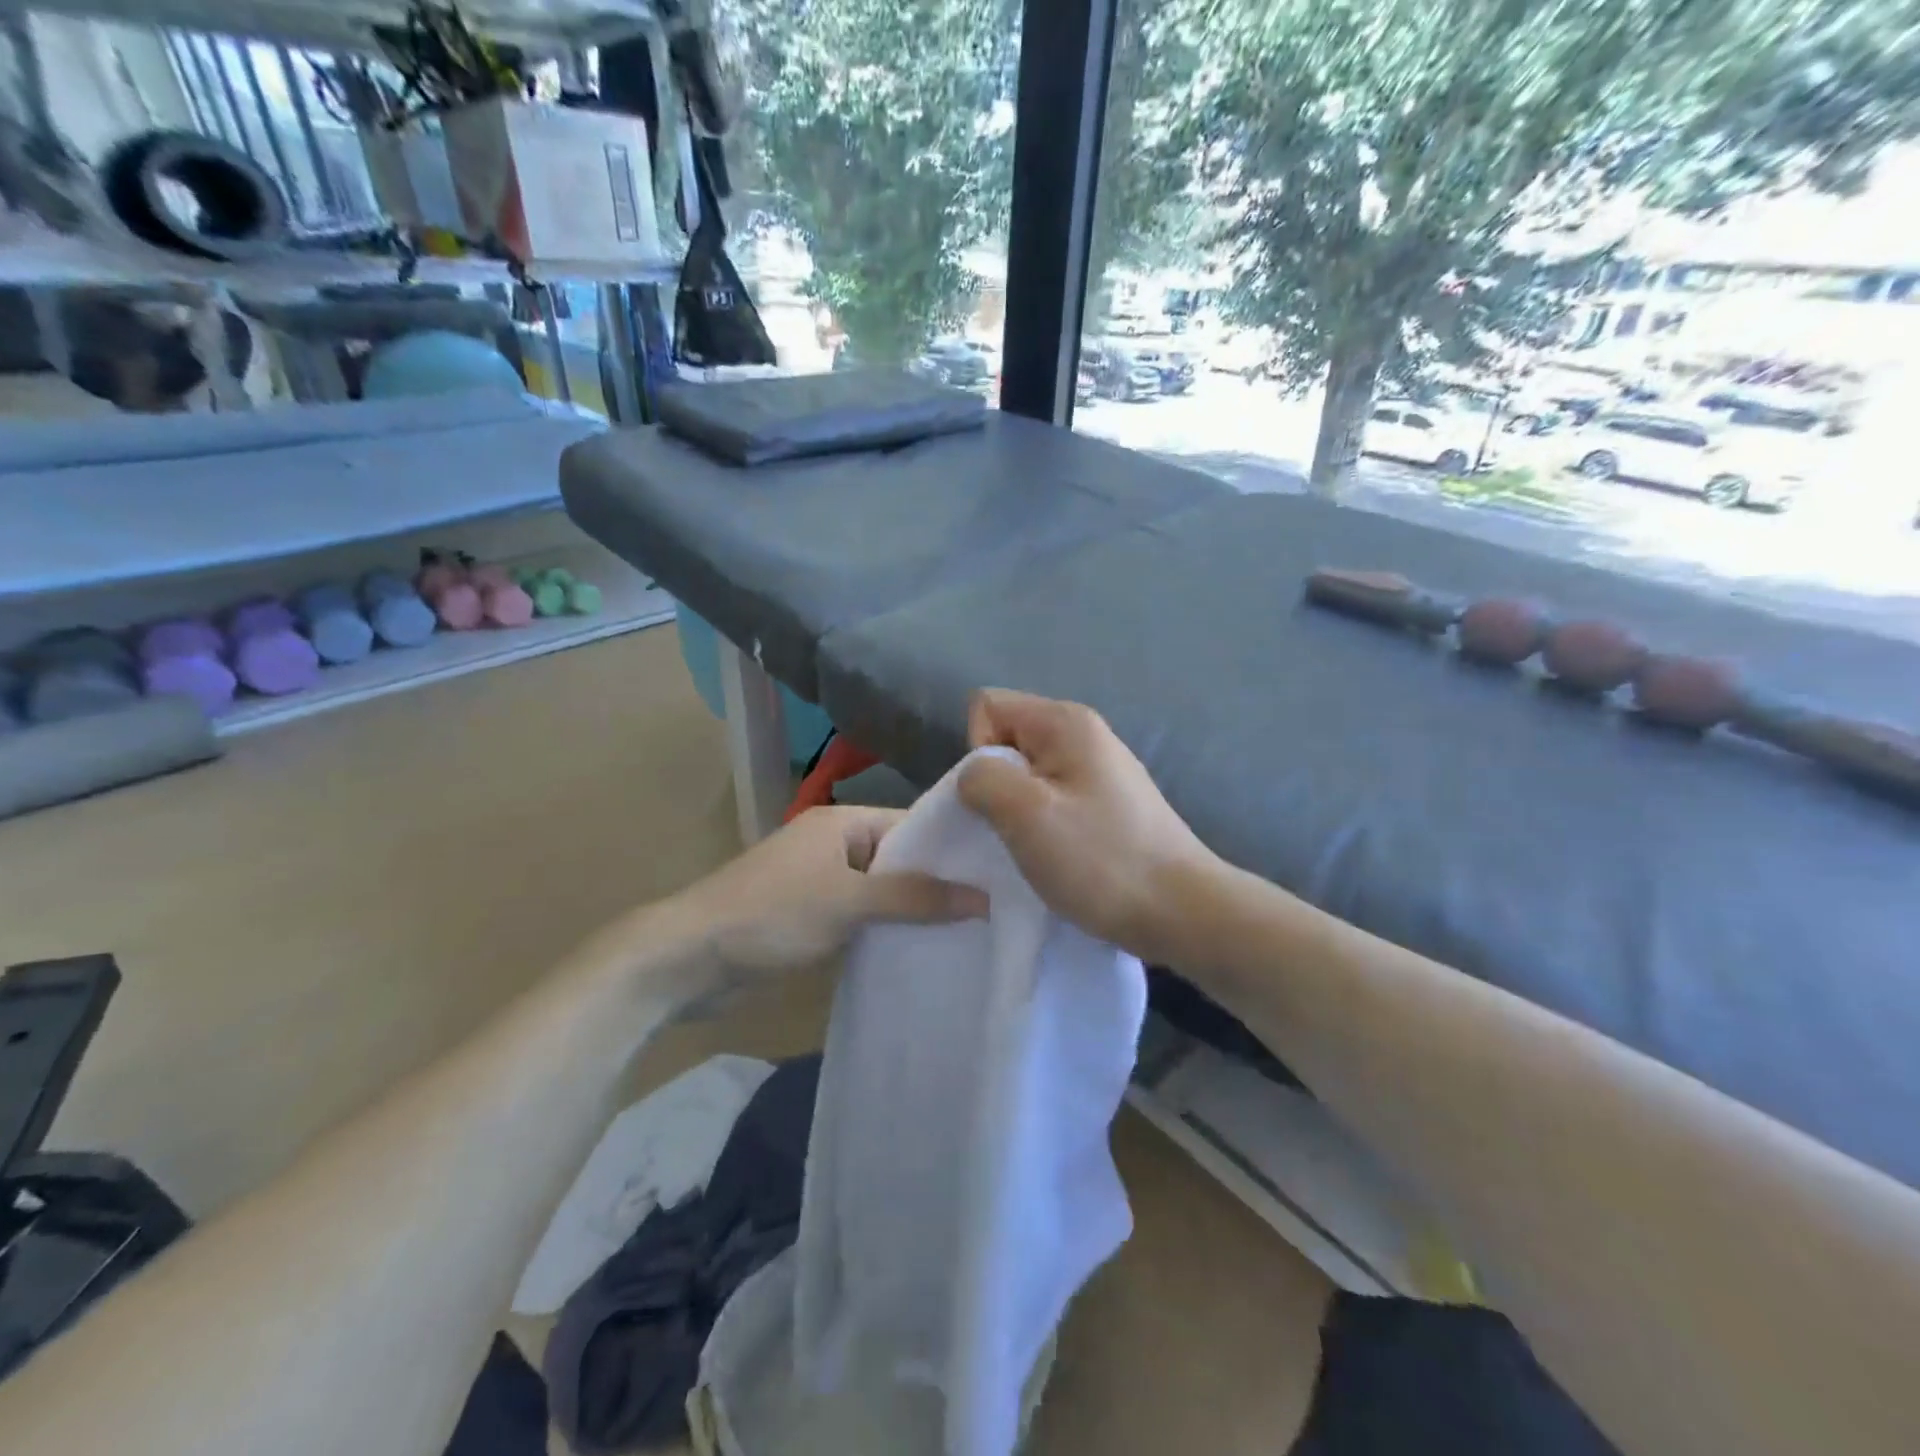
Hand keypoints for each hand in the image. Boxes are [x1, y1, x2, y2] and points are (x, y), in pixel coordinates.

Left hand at [649, 806, 986, 1011]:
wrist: (688, 957)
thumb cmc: (772, 914)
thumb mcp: (849, 902)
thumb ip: (915, 898)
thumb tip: (984, 897)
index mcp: (843, 822)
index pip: (913, 824)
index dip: (953, 846)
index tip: (999, 872)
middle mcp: (833, 843)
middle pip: (898, 858)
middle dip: (937, 883)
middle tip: (994, 909)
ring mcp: (819, 880)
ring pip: (880, 890)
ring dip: (911, 910)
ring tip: (970, 933)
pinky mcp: (808, 915)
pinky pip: (859, 914)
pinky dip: (883, 928)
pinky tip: (918, 950)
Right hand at [958, 689, 1215, 965]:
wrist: (1180, 911)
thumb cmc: (1100, 859)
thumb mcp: (1026, 814)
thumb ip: (982, 778)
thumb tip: (974, 775)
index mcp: (1065, 722)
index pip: (988, 706)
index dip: (978, 750)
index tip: (1001, 798)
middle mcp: (1084, 733)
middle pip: (1007, 739)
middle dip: (996, 783)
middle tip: (1015, 829)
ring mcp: (1100, 769)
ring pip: (1028, 774)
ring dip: (1018, 810)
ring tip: (1036, 848)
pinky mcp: (1108, 803)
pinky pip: (1053, 798)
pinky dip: (1043, 825)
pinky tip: (1059, 857)